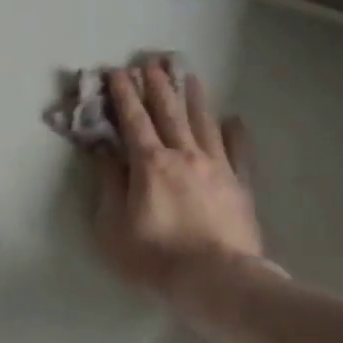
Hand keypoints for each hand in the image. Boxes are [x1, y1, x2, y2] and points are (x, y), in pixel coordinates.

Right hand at [93, 61, 265, 294]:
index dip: (123, 95)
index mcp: (150, 164)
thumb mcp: (112, 227)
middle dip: (156, 86)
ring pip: (203, 122)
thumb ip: (109, 185)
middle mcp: (184, 155)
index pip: (133, 120)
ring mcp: (217, 167)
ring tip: (188, 75)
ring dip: (193, 97)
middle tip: (150, 63)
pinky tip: (232, 119)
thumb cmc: (154, 257)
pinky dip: (233, 132)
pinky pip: (237, 150)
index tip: (116, 72)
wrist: (215, 280)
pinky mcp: (239, 184)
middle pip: (168, 112)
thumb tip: (103, 152)